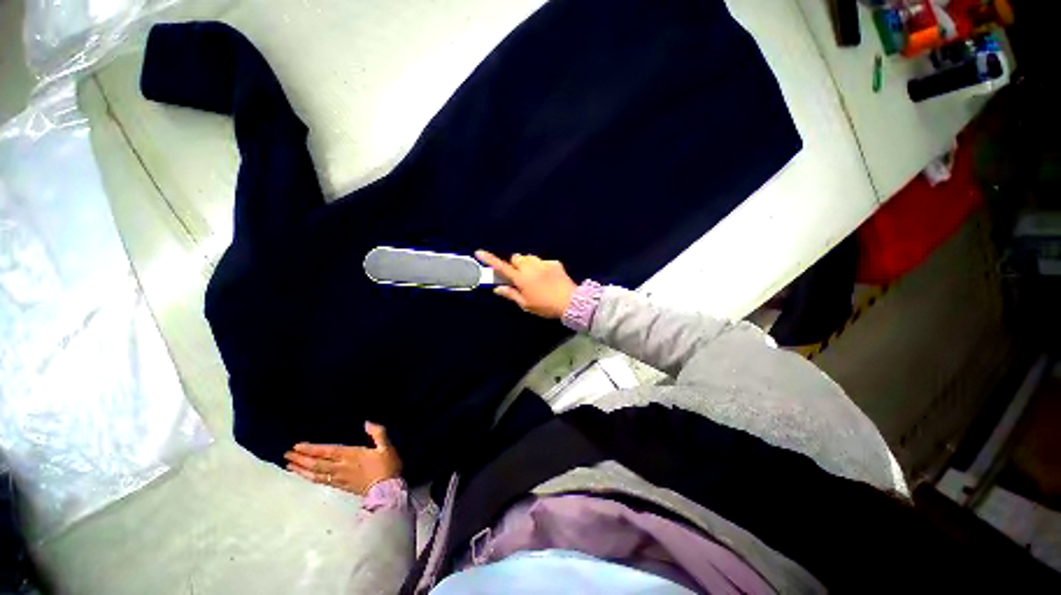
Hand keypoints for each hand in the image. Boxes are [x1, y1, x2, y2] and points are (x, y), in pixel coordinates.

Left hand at [284, 422, 401, 494]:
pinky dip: (310, 478)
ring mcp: (340, 478)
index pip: (327, 451)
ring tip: (290, 466)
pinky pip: (321, 482)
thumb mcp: (387, 446)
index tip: (297, 446)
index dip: (312, 449)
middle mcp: (342, 467)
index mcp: (352, 455)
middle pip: (317, 463)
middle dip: (301, 459)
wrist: (388, 490)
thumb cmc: (388, 466)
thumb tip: (367, 423)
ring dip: (302, 470)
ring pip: (316, 474)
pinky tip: (305, 477)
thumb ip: (378, 433)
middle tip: (287, 455)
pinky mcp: (341, 487)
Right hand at [476, 250, 576, 318]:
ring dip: (528, 264)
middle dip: (515, 264)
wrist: (570, 302)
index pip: (502, 267)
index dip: (490, 259)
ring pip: (529, 257)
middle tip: (520, 276)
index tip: (479, 252)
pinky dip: (541, 266)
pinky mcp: (554, 262)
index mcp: (521, 279)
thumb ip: (511, 294)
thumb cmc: (545, 306)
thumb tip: (497, 289)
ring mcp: (543, 263)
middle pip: (516, 258)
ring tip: (534, 276)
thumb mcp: (526, 304)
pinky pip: (543, 261)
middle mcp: (530, 267)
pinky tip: (548, 277)